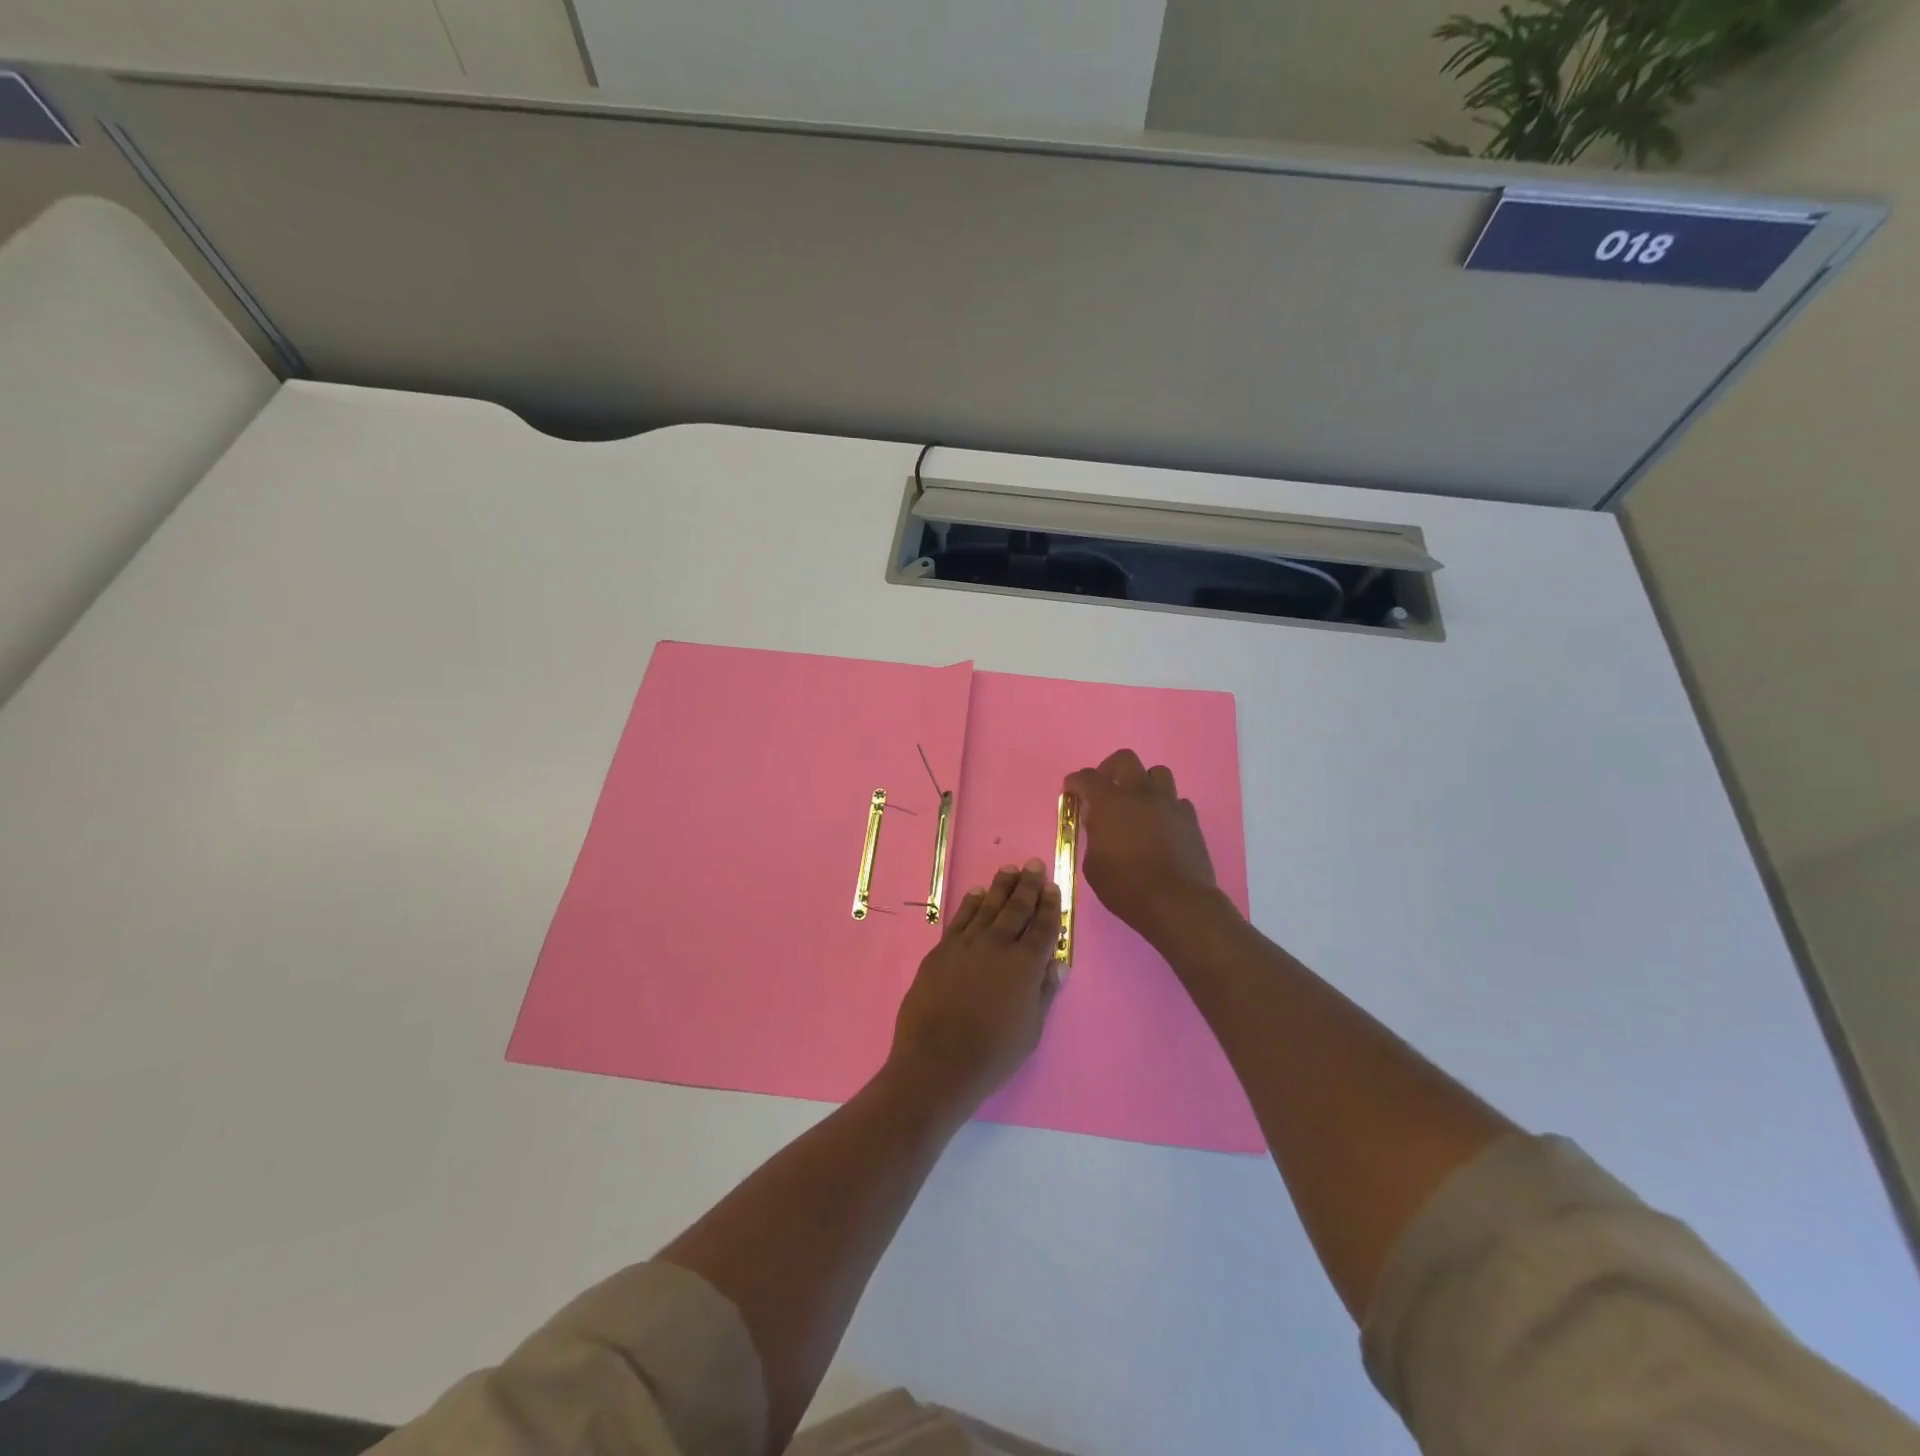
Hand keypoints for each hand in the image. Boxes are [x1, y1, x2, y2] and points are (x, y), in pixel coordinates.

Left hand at [888, 859, 1060, 1113]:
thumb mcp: (1031, 1029)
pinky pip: (960, 918)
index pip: (1043, 927)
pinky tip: (976, 892)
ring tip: (1010, 869)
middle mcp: (998, 945)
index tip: (1054, 887)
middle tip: (1034, 865)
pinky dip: (970, 903)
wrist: (938, 1061)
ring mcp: (967, 944)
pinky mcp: (942, 950)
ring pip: (988, 906)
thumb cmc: (993, 1054)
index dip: (1051, 906)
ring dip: (1001, 886)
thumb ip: (1044, 992)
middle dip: (1028, 885)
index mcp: (1026, 965)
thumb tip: (1058, 964)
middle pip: (1017, 908)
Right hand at [1065, 749, 1221, 945]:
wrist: (1176, 903)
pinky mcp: (1190, 818)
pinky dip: (1165, 807)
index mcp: (1110, 802)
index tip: (1071, 790)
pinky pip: (1176, 801)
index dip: (1075, 781)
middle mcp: (1140, 793)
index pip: (1087, 778)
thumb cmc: (1126, 887)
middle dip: (1110, 769)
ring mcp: (1169, 803)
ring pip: (1157, 773)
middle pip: (1125, 759)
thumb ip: (1093, 836)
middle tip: (1105, 789)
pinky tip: (1160, 825)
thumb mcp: (1093, 865)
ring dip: (1143, 783)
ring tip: (1137, 803)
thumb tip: (1098, 823)